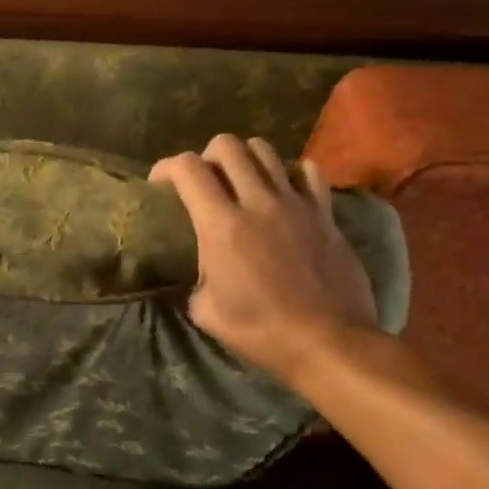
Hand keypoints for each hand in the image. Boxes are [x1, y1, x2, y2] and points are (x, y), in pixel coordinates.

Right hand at [150, 135, 378, 387]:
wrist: (329, 342)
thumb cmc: (261, 331)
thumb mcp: (207, 312)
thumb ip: (196, 280)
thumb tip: (200, 273)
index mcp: (222, 225)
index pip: (187, 168)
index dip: (166, 167)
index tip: (159, 184)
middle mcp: (258, 202)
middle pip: (227, 145)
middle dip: (207, 156)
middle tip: (204, 181)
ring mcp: (295, 204)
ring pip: (266, 150)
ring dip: (246, 158)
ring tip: (241, 180)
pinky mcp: (325, 214)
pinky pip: (309, 172)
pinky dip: (291, 172)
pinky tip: (285, 190)